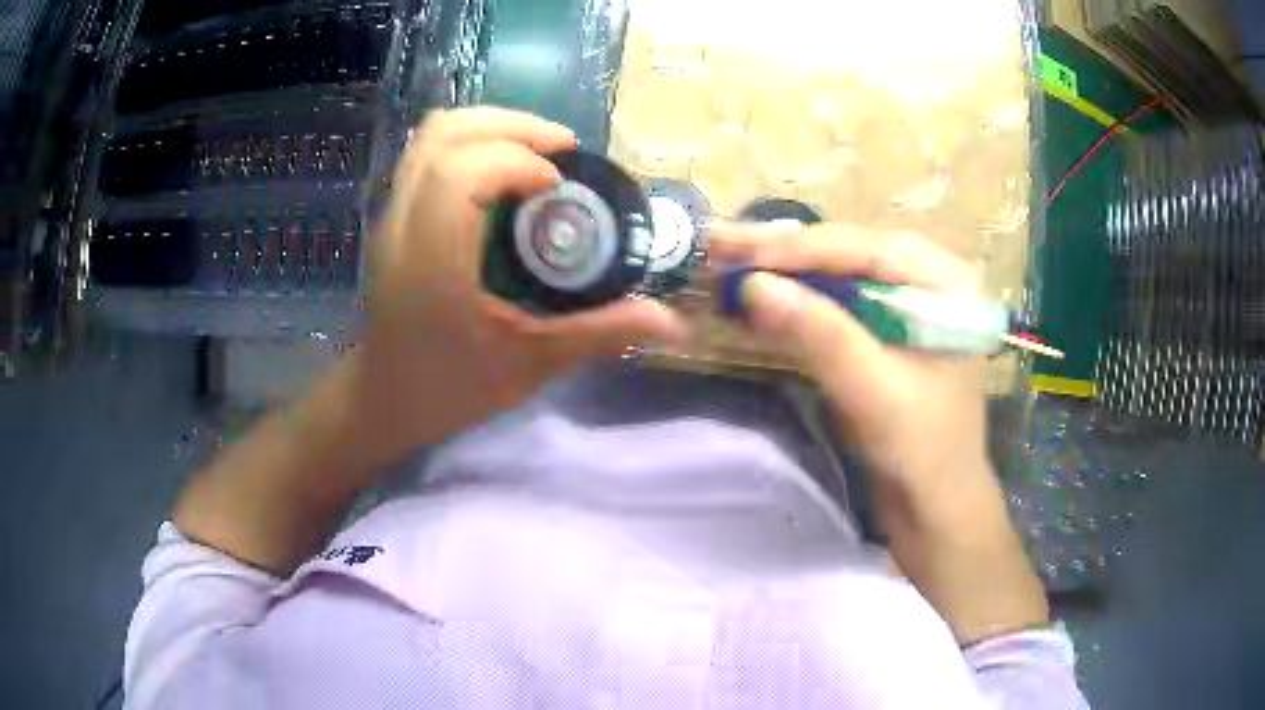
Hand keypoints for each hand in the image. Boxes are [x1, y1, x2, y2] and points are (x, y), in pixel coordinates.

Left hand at [358, 107, 686, 455]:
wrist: (383, 401)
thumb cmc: (449, 389)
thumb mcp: (528, 367)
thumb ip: (596, 335)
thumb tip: (669, 322)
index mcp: (432, 262)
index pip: (462, 171)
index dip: (518, 160)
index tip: (559, 187)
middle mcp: (403, 225)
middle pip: (445, 134)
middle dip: (512, 126)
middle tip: (562, 150)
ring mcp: (391, 216)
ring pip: (431, 136)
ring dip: (491, 127)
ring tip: (538, 152)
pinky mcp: (392, 216)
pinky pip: (427, 153)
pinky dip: (472, 143)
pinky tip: (504, 172)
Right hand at [710, 223, 1047, 644]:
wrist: (935, 506)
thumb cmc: (923, 451)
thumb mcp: (876, 392)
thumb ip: (821, 334)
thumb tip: (754, 284)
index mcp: (949, 282)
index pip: (868, 248)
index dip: (803, 247)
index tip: (742, 250)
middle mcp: (929, 280)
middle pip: (851, 254)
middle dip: (788, 255)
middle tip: (724, 247)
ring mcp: (907, 304)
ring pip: (840, 276)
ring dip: (787, 275)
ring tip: (732, 264)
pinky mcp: (886, 332)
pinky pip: (838, 304)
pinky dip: (798, 304)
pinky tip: (761, 298)